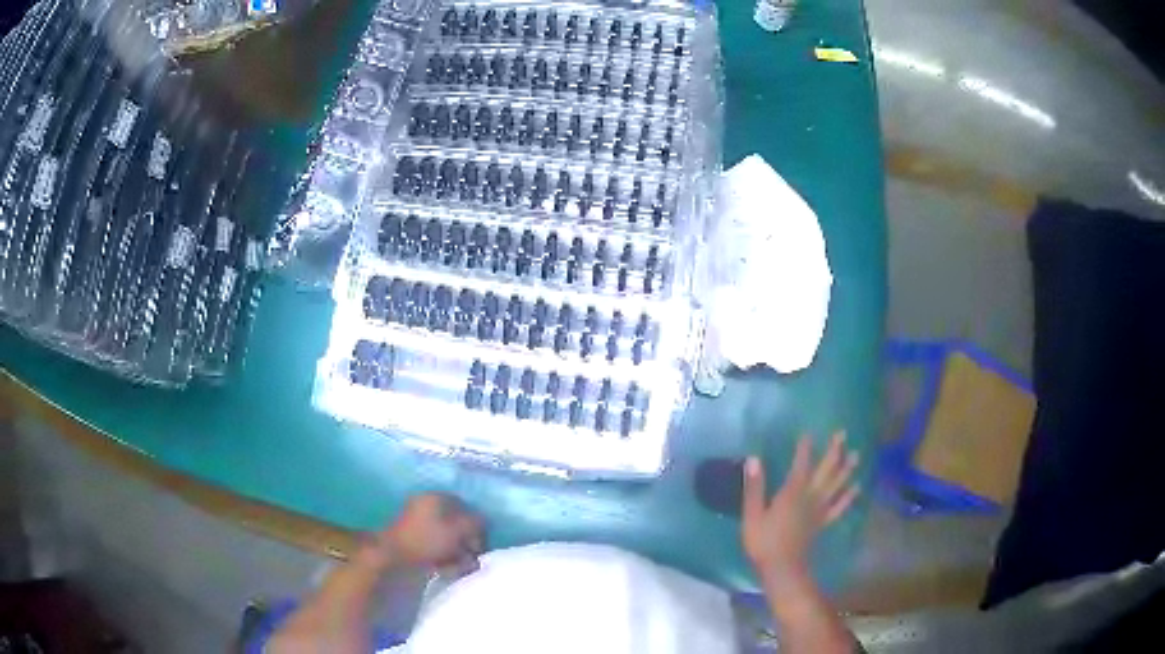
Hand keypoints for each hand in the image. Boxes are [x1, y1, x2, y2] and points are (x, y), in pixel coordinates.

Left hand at [370, 493, 484, 573]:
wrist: (392, 557)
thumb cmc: (428, 540)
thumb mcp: (458, 531)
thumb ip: (475, 524)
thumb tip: (484, 522)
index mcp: (435, 497)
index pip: (464, 506)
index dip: (477, 524)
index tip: (482, 542)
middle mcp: (425, 505)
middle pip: (455, 522)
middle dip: (467, 541)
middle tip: (474, 557)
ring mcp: (416, 522)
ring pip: (445, 536)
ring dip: (457, 551)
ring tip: (463, 567)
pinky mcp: (411, 539)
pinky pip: (434, 545)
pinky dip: (444, 556)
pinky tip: (449, 569)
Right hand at [742, 432, 859, 587]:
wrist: (782, 568)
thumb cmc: (763, 542)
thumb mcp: (752, 515)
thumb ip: (754, 487)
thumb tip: (753, 459)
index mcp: (792, 493)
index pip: (801, 465)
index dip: (805, 449)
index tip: (808, 433)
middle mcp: (810, 497)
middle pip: (825, 470)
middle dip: (834, 451)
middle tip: (842, 433)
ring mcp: (819, 510)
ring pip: (836, 485)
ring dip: (846, 469)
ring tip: (856, 454)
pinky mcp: (823, 523)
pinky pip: (839, 507)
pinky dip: (849, 496)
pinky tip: (857, 487)